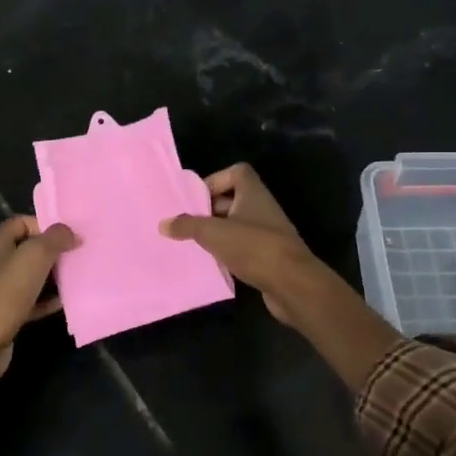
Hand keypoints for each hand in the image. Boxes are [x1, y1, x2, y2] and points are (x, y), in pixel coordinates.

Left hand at [0, 216, 77, 418]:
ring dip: (53, 277)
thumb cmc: (5, 292)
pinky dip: (46, 300)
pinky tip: (65, 303)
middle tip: (79, 256)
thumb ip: (55, 238)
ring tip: (78, 278)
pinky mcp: (4, 313)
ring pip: (30, 276)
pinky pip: (30, 301)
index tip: (71, 236)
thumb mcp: (34, 256)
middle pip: (28, 249)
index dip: (47, 226)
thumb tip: (71, 232)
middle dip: (53, 252)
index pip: (23, 223)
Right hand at [160, 164, 316, 324]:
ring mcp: (267, 233)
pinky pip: (242, 247)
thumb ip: (187, 226)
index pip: (236, 172)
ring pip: (236, 225)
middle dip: (209, 210)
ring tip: (192, 244)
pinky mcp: (268, 256)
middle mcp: (261, 208)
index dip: (215, 180)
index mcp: (253, 193)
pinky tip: (211, 263)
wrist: (292, 283)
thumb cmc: (253, 247)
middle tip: (185, 223)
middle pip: (232, 199)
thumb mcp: (214, 233)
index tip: (195, 198)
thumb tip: (163, 224)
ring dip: (217, 233)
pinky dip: (227, 252)